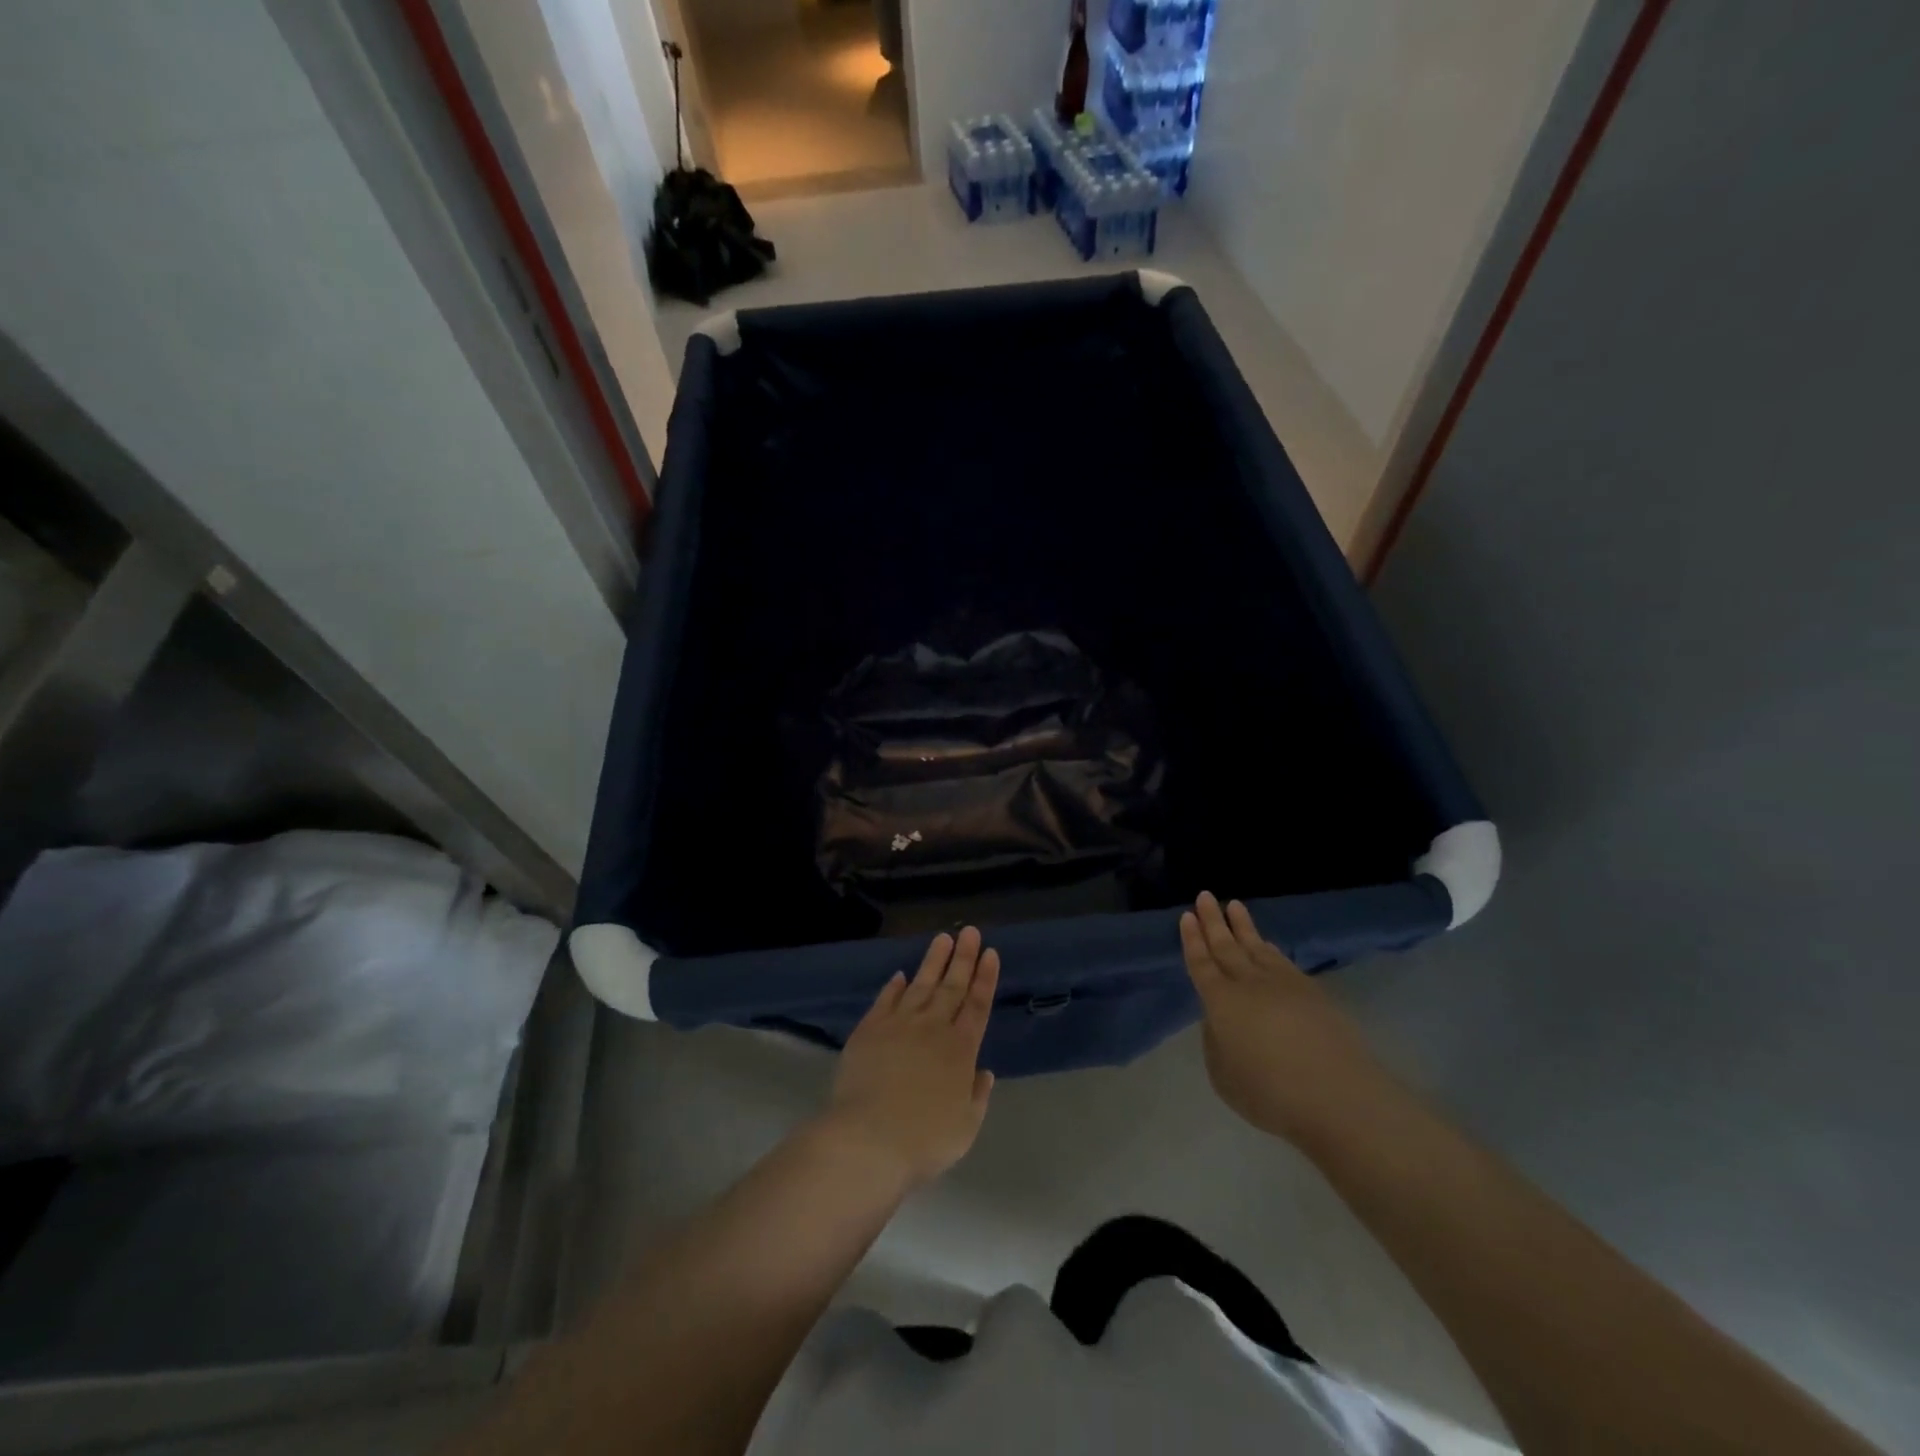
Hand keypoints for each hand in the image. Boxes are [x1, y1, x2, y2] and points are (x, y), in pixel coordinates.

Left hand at [822, 927, 998, 1188]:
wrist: (868, 1138)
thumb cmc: (923, 1140)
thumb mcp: (965, 1127)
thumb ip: (977, 1096)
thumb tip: (983, 1072)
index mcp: (960, 1050)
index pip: (977, 1005)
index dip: (985, 978)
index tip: (990, 952)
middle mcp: (933, 1028)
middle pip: (951, 986)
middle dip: (963, 958)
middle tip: (969, 931)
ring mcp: (899, 1025)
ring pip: (920, 985)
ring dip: (933, 961)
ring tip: (942, 938)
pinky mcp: (870, 1030)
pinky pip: (886, 1000)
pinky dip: (894, 986)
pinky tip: (901, 975)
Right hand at [1180, 891, 1395, 1148]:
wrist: (1337, 1096)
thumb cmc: (1270, 1093)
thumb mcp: (1223, 1076)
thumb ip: (1216, 1043)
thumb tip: (1221, 1022)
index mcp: (1220, 1001)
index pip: (1201, 963)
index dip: (1192, 940)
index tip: (1187, 916)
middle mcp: (1248, 983)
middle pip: (1226, 946)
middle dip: (1213, 920)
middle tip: (1205, 896)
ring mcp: (1282, 984)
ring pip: (1256, 947)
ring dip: (1242, 926)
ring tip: (1233, 906)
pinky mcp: (1311, 992)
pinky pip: (1281, 960)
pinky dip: (1269, 948)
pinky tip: (1266, 944)